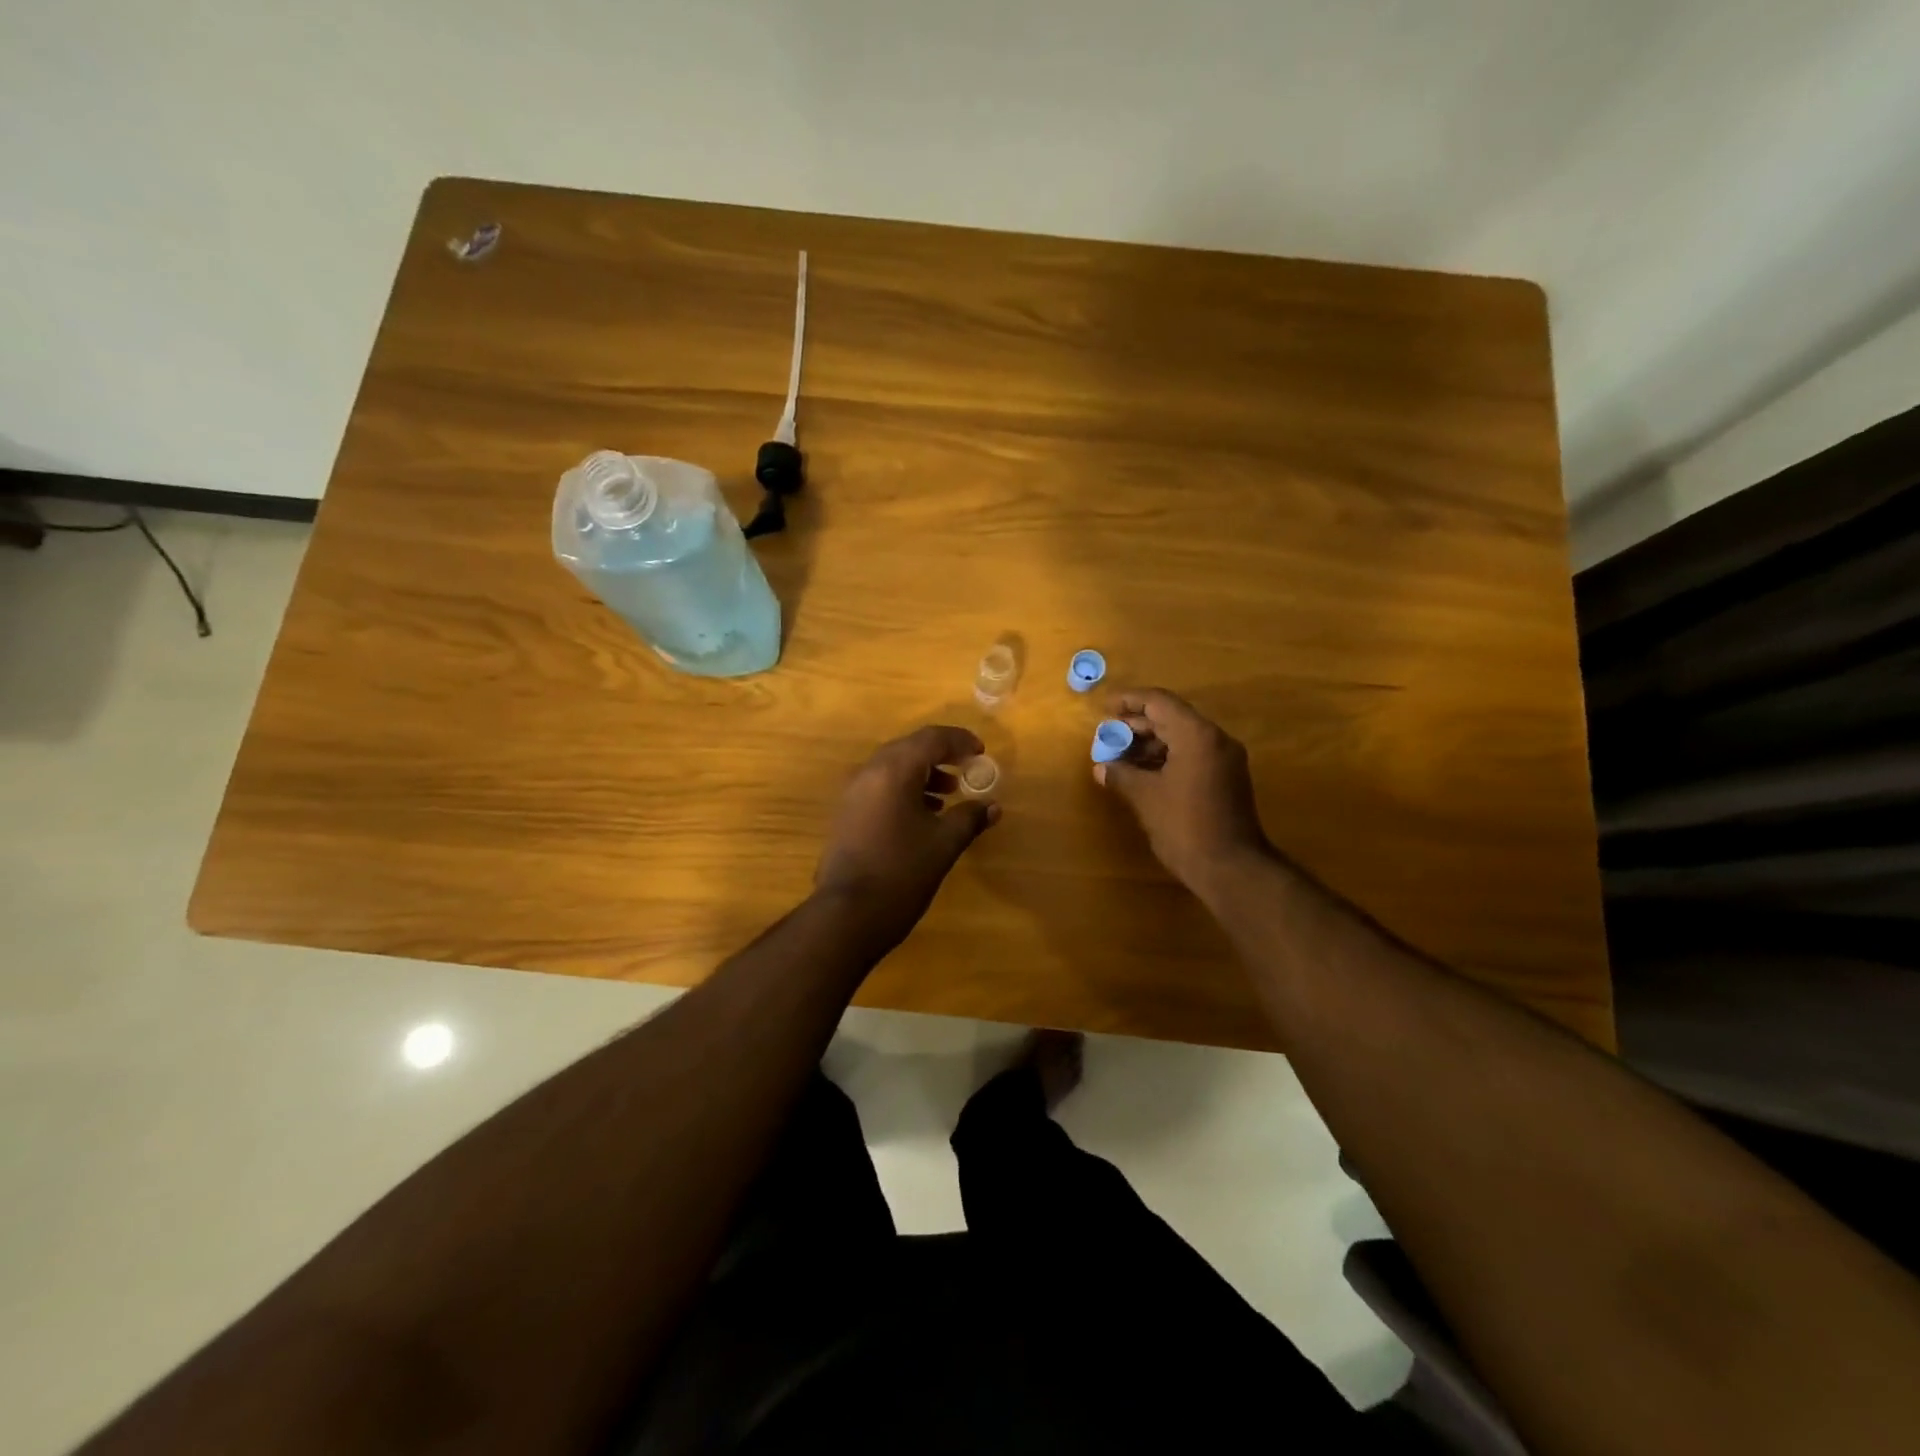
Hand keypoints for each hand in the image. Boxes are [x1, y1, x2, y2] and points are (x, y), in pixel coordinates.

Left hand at [815, 726, 1001, 940]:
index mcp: (894, 770)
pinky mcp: (846, 814)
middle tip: (966, 769)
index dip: (959, 741)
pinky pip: (880, 787)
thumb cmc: (902, 872)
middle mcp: (869, 772)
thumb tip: (992, 807)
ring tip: (948, 795)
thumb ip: (970, 818)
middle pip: (909, 748)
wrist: (848, 914)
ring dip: (922, 774)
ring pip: (893, 768)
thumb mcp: (944, 844)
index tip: (981, 753)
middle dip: (940, 755)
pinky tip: (923, 815)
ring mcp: (852, 793)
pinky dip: (904, 790)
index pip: (931, 739)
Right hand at [1093, 688, 1270, 894]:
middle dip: (1136, 725)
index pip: (1159, 702)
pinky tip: (1141, 773)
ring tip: (1118, 757)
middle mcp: (1215, 739)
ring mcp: (1224, 760)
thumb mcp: (1145, 798)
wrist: (1231, 868)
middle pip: (1171, 718)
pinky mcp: (1225, 779)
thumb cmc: (1185, 826)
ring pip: (1181, 738)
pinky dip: (1165, 758)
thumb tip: (1101, 767)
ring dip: (1149, 743)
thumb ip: (1121, 775)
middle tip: (1107, 736)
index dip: (1129, 701)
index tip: (1104, 708)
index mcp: (1197, 735)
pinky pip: (1191, 755)